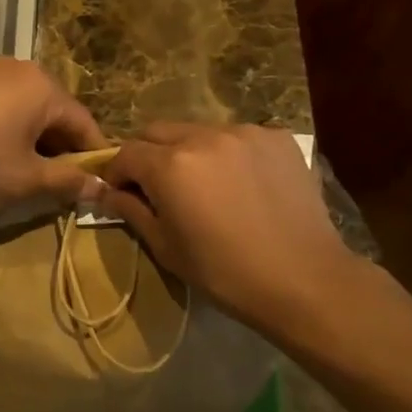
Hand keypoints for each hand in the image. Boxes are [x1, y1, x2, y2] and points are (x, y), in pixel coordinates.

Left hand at [0, 59, 106, 218]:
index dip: (93, 158)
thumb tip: (102, 187)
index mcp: (42, 86)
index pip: (83, 123)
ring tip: (28, 175)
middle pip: (56, 113)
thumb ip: (68, 181)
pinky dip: (10, 130)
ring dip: (35, 141)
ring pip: (28, 110)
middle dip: (61, 149)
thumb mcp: (26, 180)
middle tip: (60, 186)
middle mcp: (19, 69)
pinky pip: (2, 106)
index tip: (96, 187)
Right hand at [96, 123, 353, 330]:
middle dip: (148, 155)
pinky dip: (228, 154)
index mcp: (170, 165)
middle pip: (157, 131)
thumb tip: (107, 192)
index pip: (126, 152)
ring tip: (206, 185)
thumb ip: (131, 210)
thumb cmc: (225, 273)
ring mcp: (244, 132)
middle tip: (159, 187)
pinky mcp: (276, 137)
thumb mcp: (166, 247)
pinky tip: (242, 184)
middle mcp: (203, 136)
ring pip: (198, 131)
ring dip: (189, 152)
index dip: (117, 173)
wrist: (304, 280)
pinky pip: (237, 137)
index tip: (122, 194)